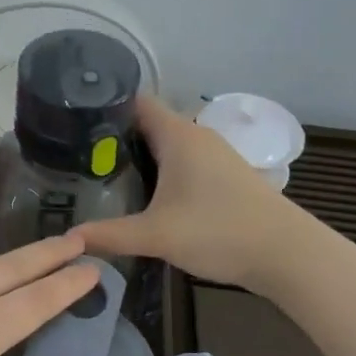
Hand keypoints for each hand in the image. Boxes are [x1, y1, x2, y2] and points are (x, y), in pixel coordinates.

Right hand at [81, 95, 290, 288]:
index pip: (135, 102)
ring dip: (139, 157)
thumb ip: (109, 234)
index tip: (73, 125)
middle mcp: (196, 136)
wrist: (287, 254)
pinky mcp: (225, 175)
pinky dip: (161, 171)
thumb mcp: (156, 235)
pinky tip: (146, 195)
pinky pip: (182, 161)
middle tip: (78, 158)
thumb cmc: (218, 231)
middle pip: (148, 124)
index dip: (104, 108)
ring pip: (166, 145)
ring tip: (104, 176)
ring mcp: (214, 155)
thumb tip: (69, 238)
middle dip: (114, 138)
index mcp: (177, 135)